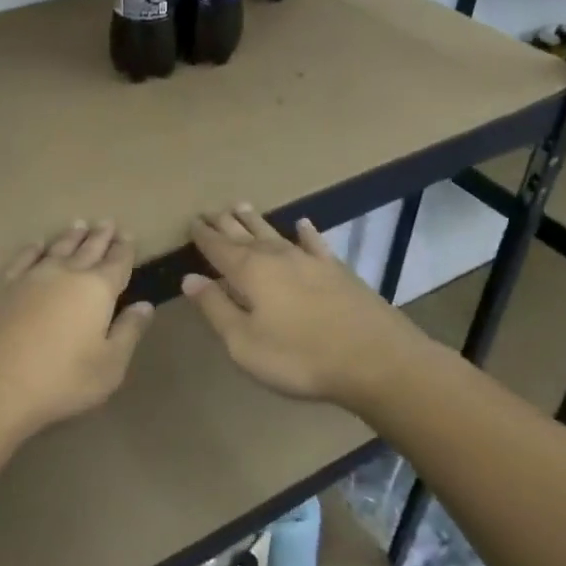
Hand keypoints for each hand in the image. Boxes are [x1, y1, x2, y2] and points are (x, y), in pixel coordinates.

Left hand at [0, 220, 154, 437]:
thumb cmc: (62, 380)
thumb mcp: (110, 365)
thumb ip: (129, 332)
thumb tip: (144, 305)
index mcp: (97, 290)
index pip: (117, 262)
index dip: (124, 248)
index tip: (128, 234)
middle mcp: (66, 274)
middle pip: (88, 249)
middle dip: (100, 236)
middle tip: (107, 222)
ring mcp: (31, 276)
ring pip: (57, 248)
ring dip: (70, 236)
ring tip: (79, 224)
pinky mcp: (2, 286)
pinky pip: (23, 258)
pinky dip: (33, 248)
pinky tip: (37, 244)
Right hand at [181, 204, 439, 410]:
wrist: (375, 359)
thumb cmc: (299, 357)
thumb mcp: (244, 342)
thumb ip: (216, 308)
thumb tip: (190, 278)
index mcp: (249, 272)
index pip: (218, 248)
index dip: (203, 236)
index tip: (191, 222)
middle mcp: (277, 257)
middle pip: (244, 235)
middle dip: (224, 223)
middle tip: (209, 211)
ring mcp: (310, 260)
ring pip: (274, 233)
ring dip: (255, 221)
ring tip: (240, 206)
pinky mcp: (338, 270)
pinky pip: (315, 243)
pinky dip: (306, 232)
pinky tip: (302, 224)